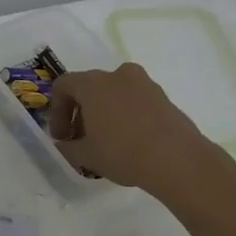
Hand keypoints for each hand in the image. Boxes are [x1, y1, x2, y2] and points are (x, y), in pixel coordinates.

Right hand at [47, 62, 216, 189]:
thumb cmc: (122, 152)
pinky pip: (135, 101)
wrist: (178, 160)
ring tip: (107, 142)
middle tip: (81, 140)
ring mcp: (144, 84)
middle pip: (90, 88)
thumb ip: (68, 147)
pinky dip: (127, 115)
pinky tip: (130, 142)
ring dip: (105, 113)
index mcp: (93, 83)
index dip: (57, 112)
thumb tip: (65, 144)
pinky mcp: (164, 97)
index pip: (64, 86)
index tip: (61, 137)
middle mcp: (118, 75)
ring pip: (114, 94)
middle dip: (81, 113)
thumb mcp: (86, 156)